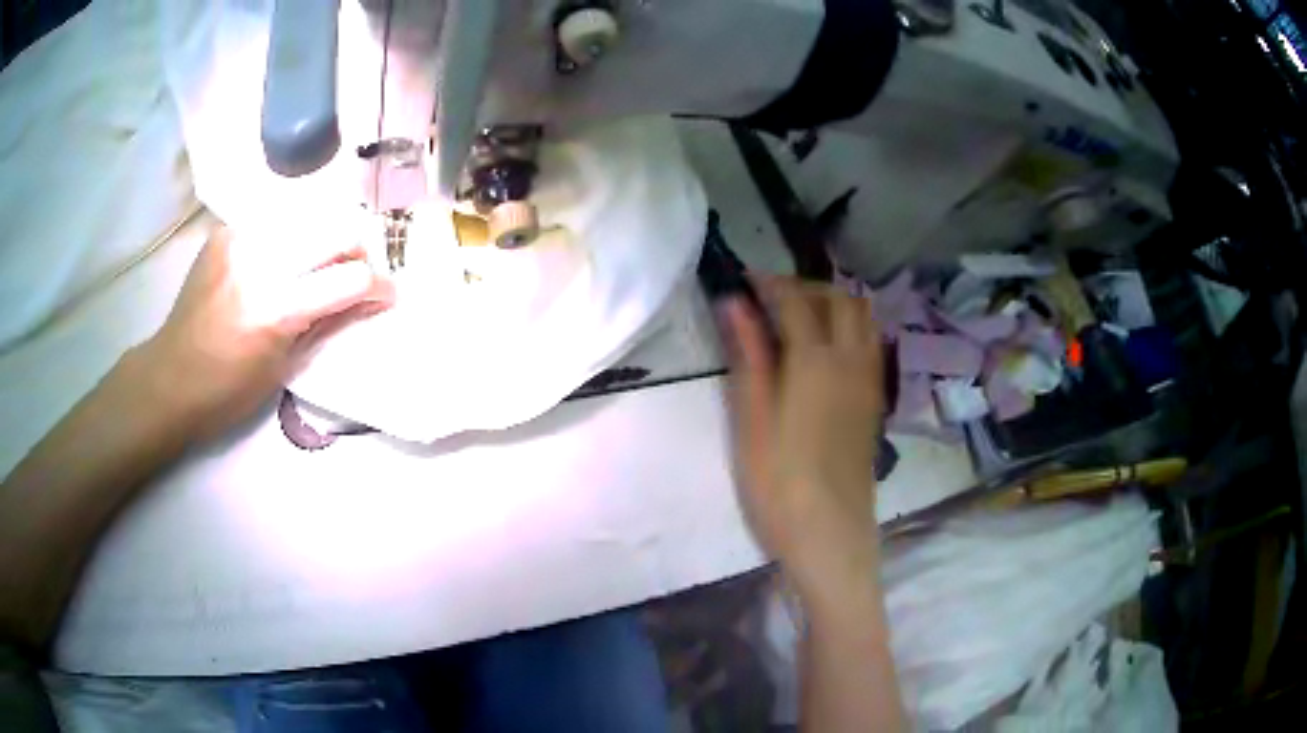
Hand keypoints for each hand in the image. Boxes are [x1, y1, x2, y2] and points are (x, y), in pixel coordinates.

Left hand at [137, 225, 394, 438]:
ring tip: (320, 266)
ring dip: (325, 240)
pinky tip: (282, 260)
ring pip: (309, 216)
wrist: (170, 377)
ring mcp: (239, 239)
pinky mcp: (226, 231)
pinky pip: (275, 221)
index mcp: (274, 310)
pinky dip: (290, 238)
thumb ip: (329, 324)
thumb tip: (372, 301)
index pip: (349, 278)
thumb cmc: (228, 392)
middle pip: (335, 229)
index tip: (387, 295)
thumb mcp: (285, 367)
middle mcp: (259, 262)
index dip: (379, 285)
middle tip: (355, 274)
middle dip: (358, 251)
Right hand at [718, 277, 885, 599]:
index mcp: (816, 363)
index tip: (744, 278)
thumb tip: (734, 304)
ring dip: (832, 303)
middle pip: (840, 299)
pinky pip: (870, 344)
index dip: (770, 283)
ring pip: (863, 318)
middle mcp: (851, 362)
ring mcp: (869, 382)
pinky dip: (848, 327)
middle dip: (806, 286)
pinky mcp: (874, 402)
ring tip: (797, 317)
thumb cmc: (780, 485)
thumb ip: (749, 358)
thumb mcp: (751, 422)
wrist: (831, 536)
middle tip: (770, 297)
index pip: (797, 301)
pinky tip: (823, 350)